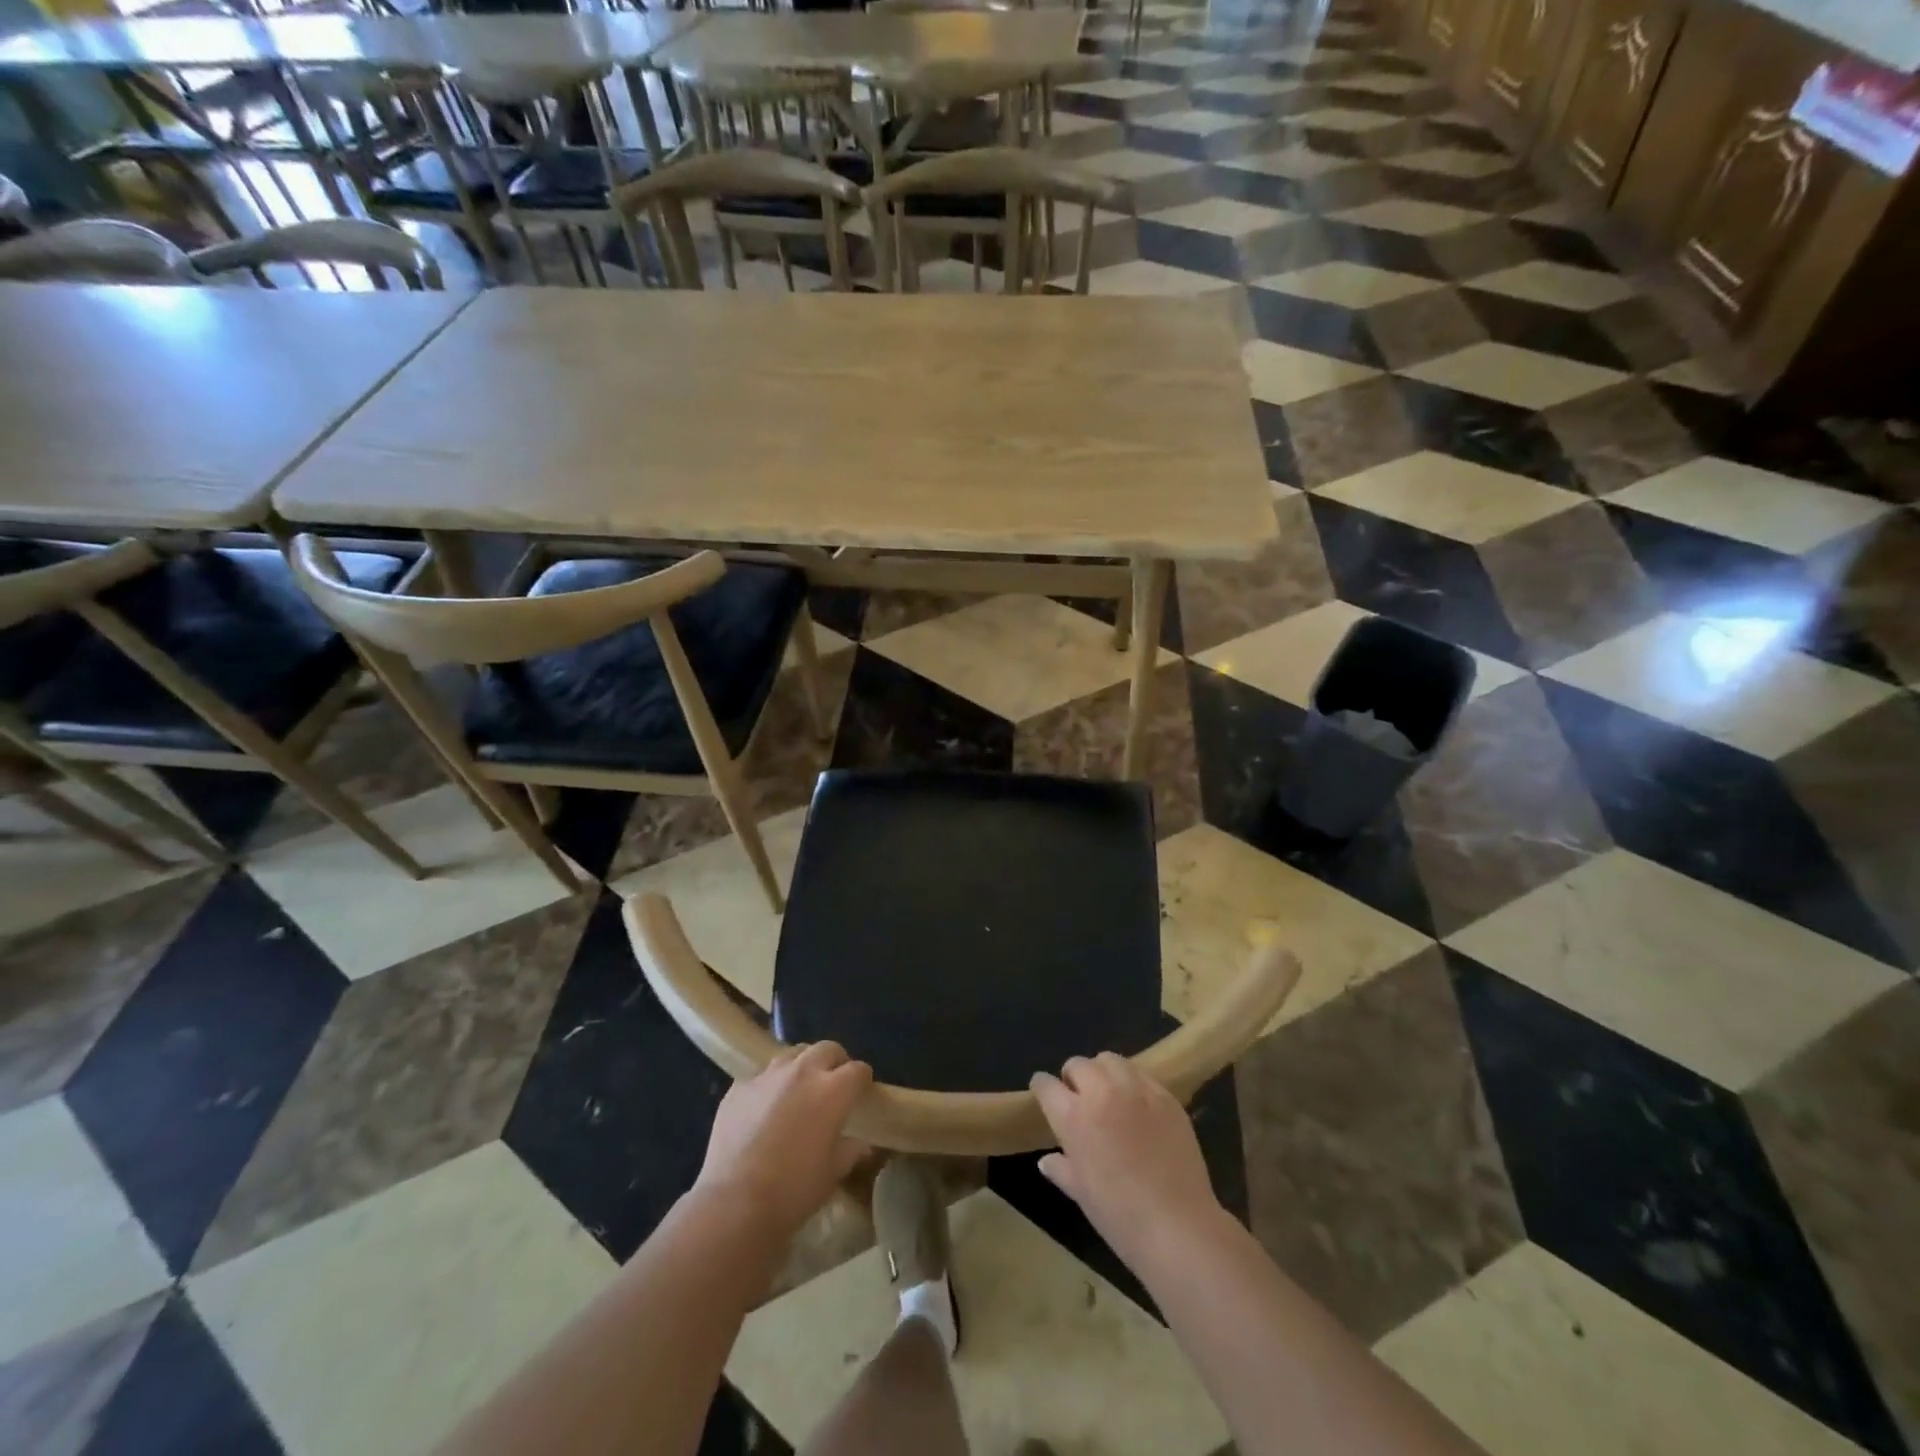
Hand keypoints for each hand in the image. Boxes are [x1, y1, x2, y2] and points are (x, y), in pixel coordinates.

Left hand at [694, 1042, 872, 1246]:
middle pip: (827, 1049)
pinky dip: (769, 1086)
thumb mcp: (833, 1173)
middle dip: (835, 1062)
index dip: (862, 1081)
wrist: (734, 1203)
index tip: (860, 1095)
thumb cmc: (793, 1190)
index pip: (858, 1070)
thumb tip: (860, 1143)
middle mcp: (802, 1072)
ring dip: (801, 1068)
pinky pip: (761, 1076)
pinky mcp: (739, 1087)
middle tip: (832, 1086)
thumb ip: (850, 1150)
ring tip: (797, 1092)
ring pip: (792, 1055)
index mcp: (832, 1090)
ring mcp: (768, 1075)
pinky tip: (764, 1110)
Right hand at [1031, 1053, 1223, 1272]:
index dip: (1042, 1088)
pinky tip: (1138, 1105)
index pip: (1046, 1085)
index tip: (1044, 1094)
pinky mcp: (1165, 1096)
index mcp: (1073, 1116)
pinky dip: (1132, 1083)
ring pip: (1110, 1060)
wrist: (1177, 1226)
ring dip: (1102, 1072)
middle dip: (1072, 1077)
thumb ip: (1061, 1169)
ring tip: (1108, 1094)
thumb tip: (1046, 1160)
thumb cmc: (1119, 1216)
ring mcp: (1136, 1090)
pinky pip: (1141, 1075)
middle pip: (1078, 1064)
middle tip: (1079, 1098)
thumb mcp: (1080, 1194)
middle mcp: (1101, 1092)